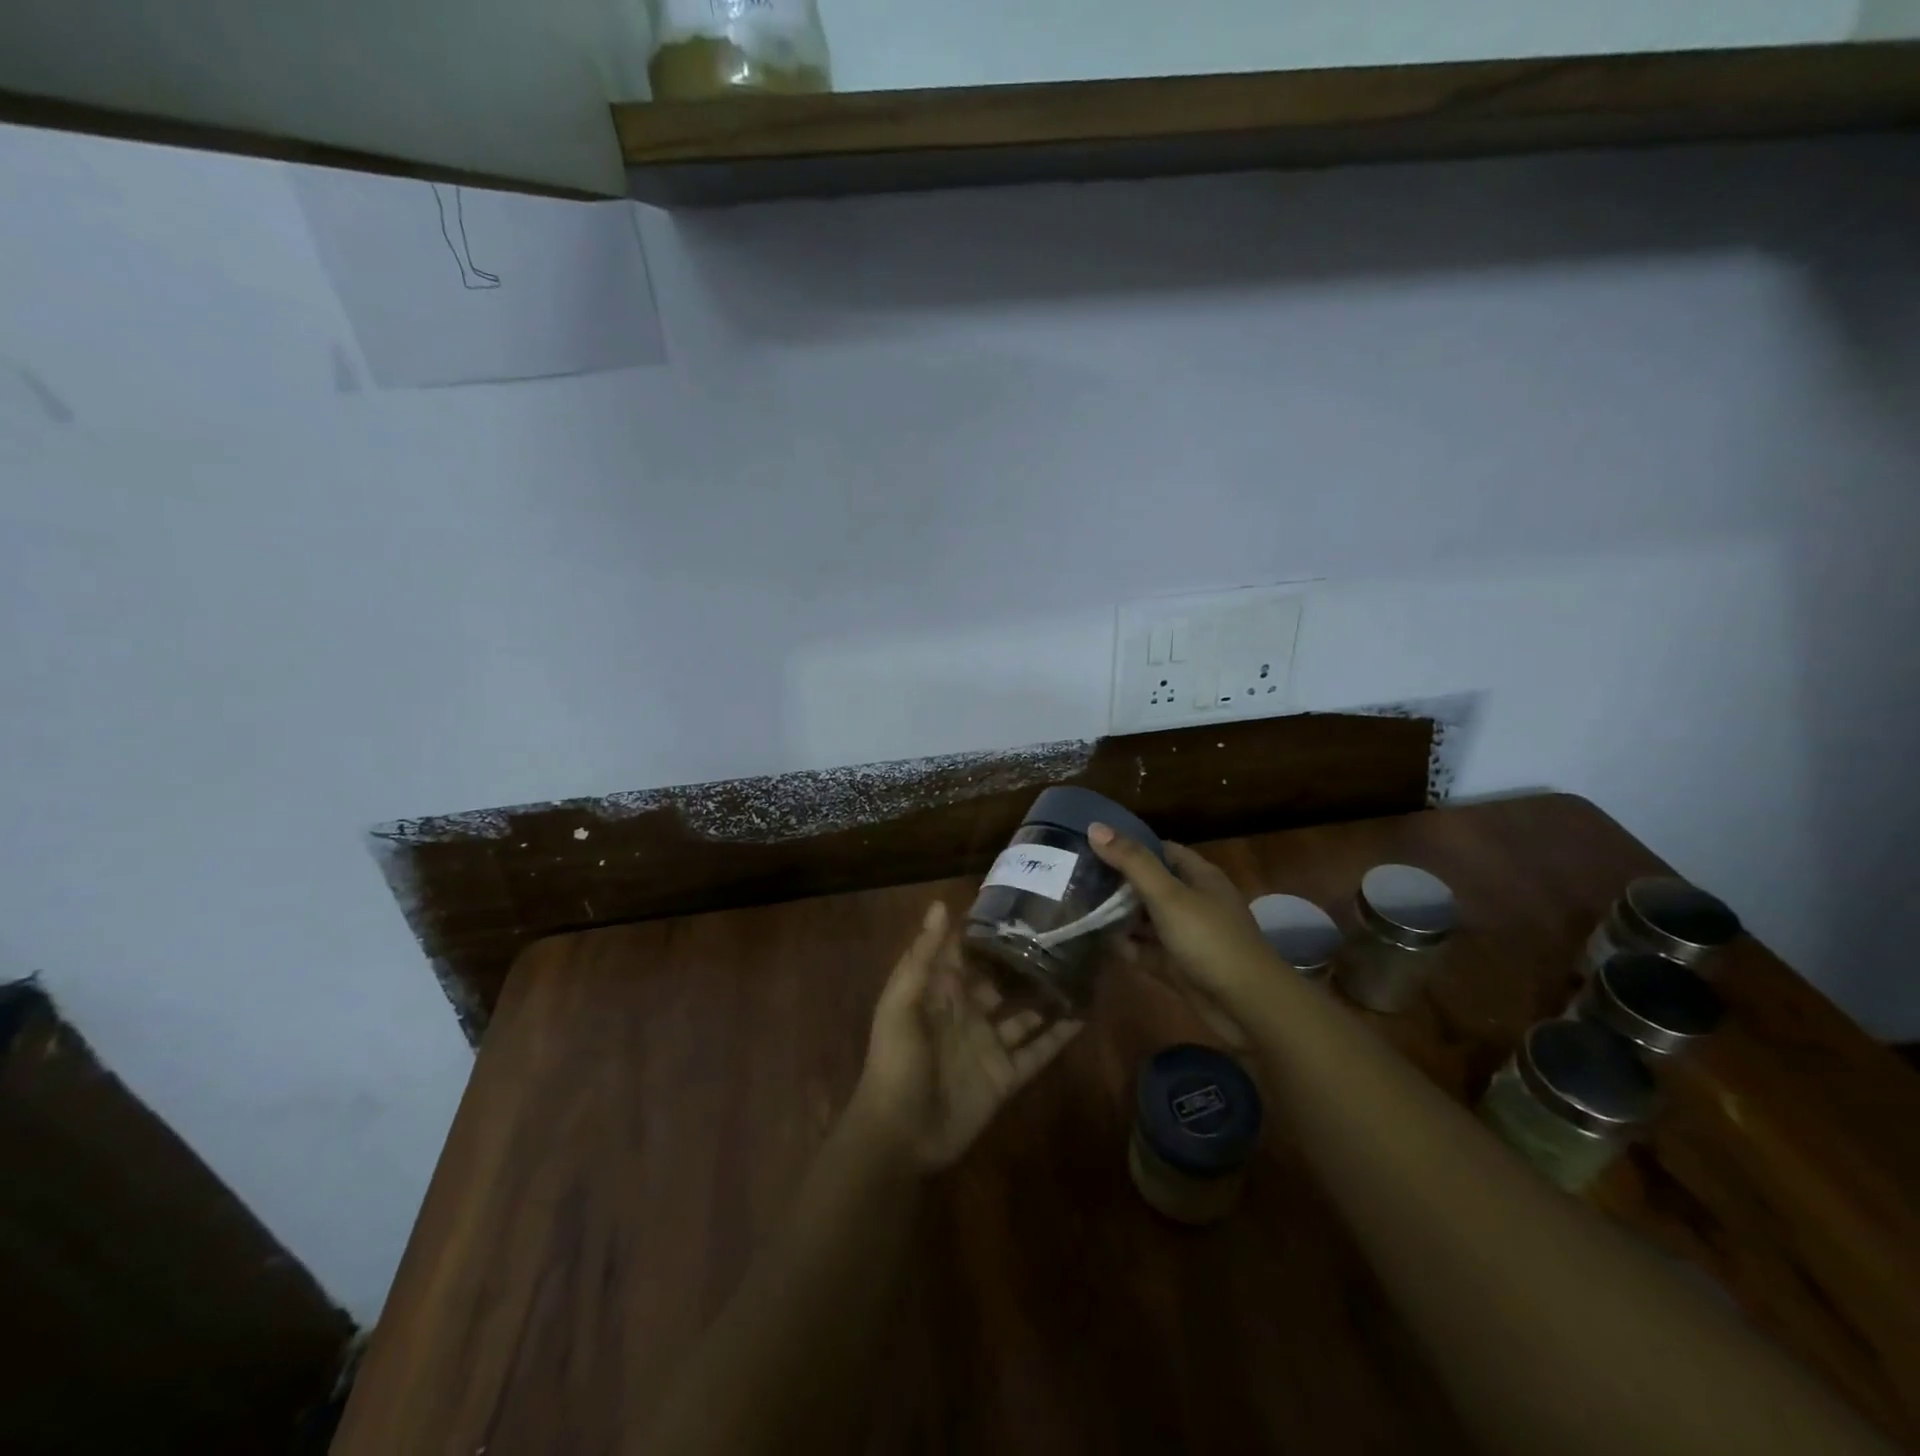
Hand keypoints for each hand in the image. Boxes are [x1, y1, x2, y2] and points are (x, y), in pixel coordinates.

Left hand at [848, 902, 1082, 1172]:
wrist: (900, 1135)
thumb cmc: (896, 1061)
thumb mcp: (901, 1003)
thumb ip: (924, 955)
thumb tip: (941, 904)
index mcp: (941, 992)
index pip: (965, 951)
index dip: (986, 928)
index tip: (1019, 901)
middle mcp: (968, 1012)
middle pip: (1000, 979)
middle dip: (1024, 959)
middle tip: (1062, 931)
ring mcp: (989, 1044)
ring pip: (1024, 1012)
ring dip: (1047, 993)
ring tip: (1080, 967)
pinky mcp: (1006, 1076)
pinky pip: (1037, 1051)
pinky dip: (1059, 1035)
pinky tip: (1084, 1015)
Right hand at [1089, 824, 1278, 1047]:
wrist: (1247, 1005)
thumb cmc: (1209, 939)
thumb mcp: (1168, 895)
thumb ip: (1132, 862)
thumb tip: (1094, 827)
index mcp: (1199, 876)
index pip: (1160, 850)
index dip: (1129, 846)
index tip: (1093, 844)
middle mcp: (1193, 901)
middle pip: (1150, 884)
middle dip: (1117, 882)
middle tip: (1077, 876)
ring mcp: (1186, 935)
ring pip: (1145, 919)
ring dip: (1118, 915)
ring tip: (1077, 906)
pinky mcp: (1178, 966)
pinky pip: (1145, 949)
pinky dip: (1126, 946)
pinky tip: (1096, 941)